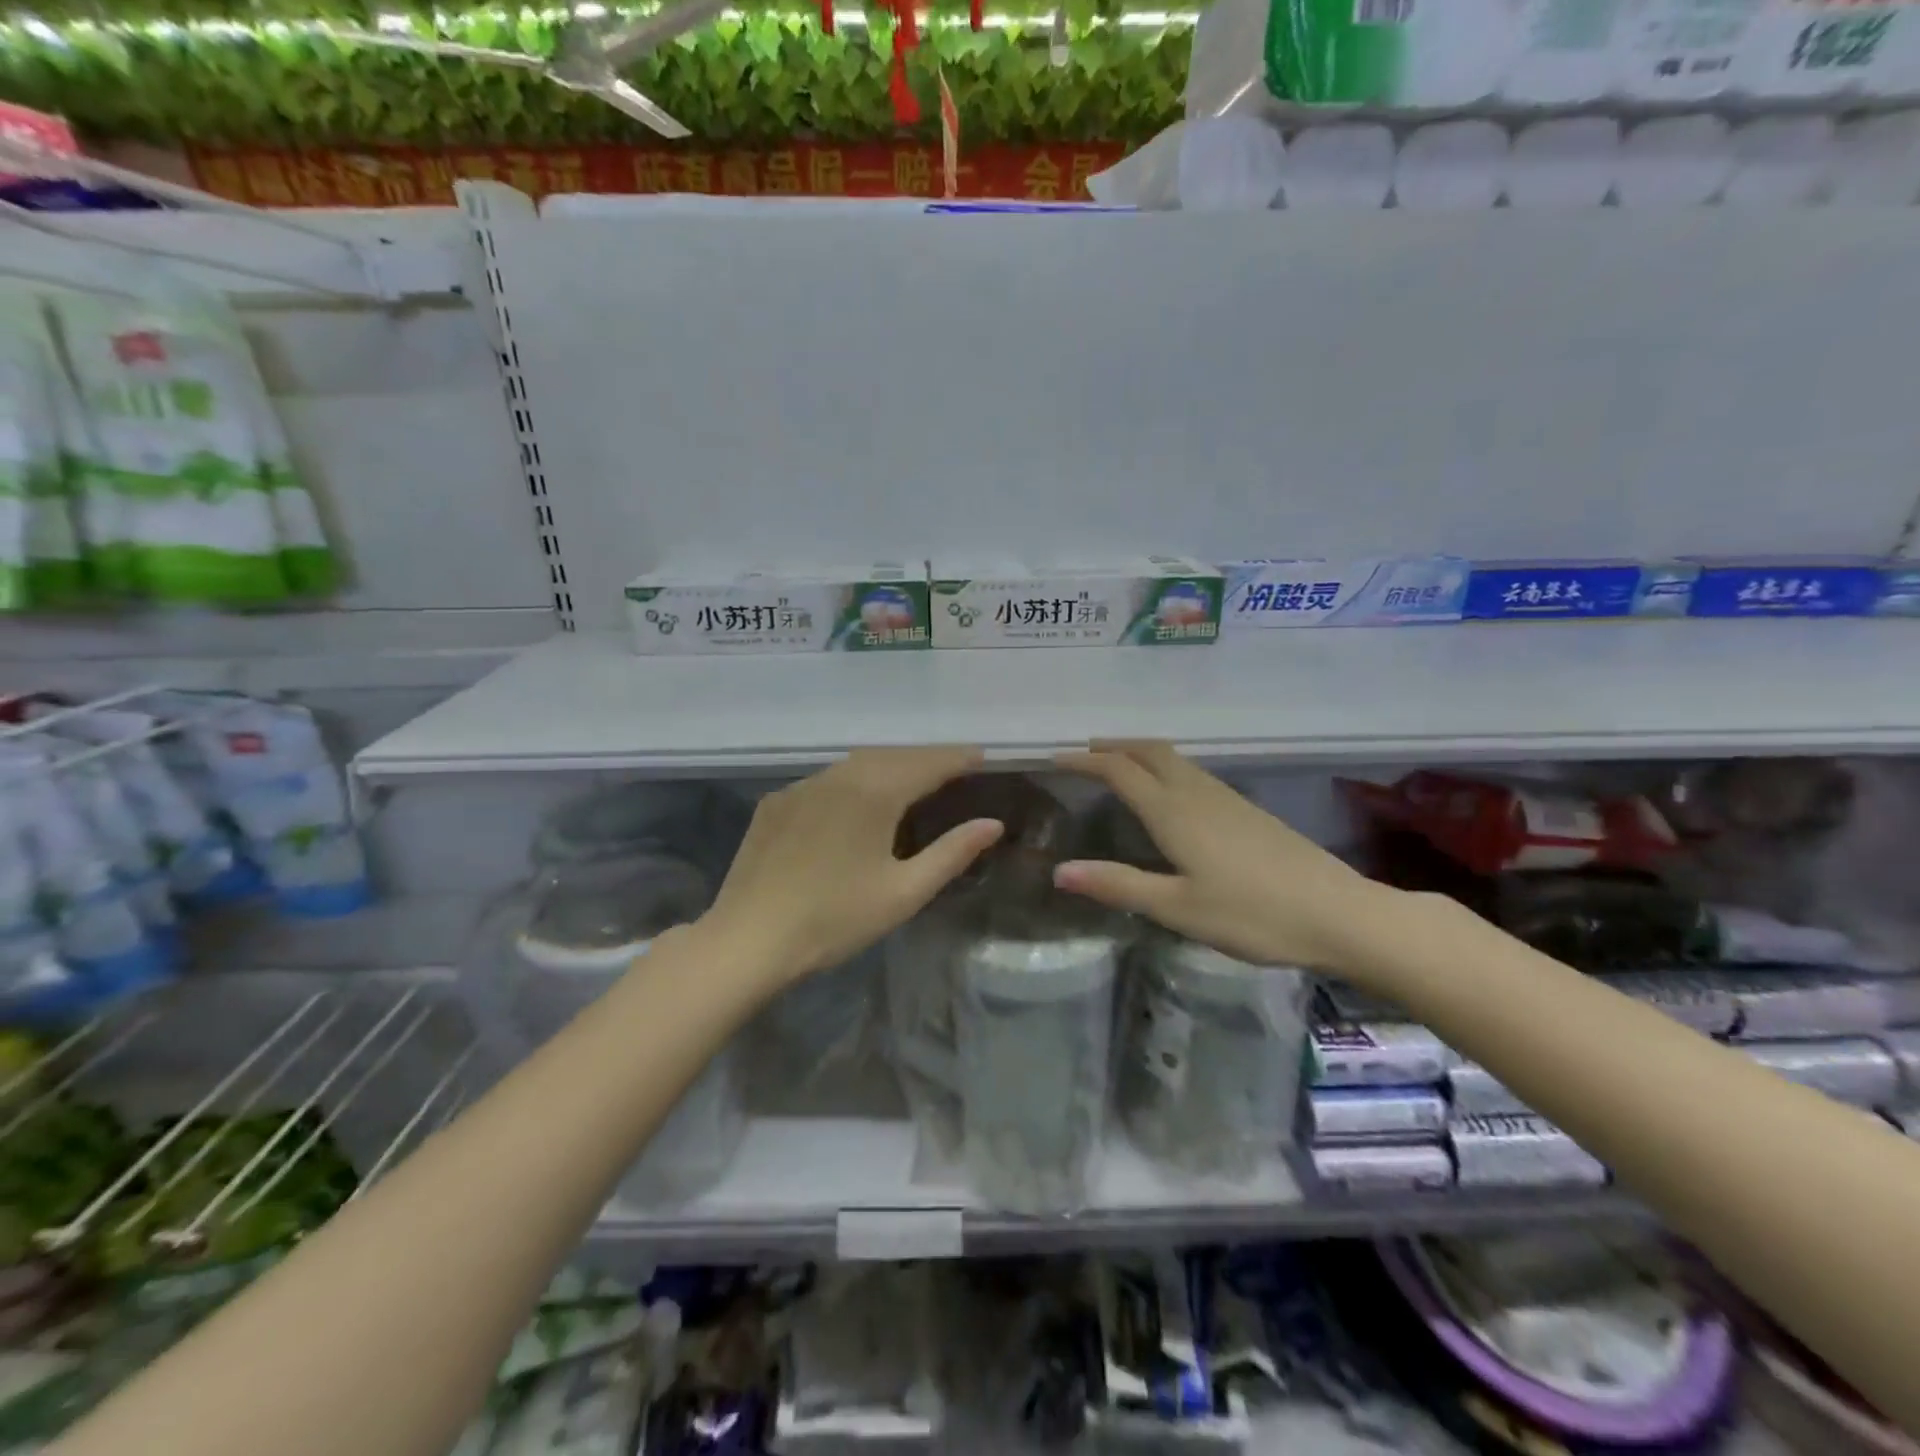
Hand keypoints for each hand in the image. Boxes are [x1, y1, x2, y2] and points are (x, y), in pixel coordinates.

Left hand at [699, 747, 1004, 985]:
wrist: (748, 939)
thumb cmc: (835, 919)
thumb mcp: (904, 892)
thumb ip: (952, 853)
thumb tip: (992, 824)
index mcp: (873, 793)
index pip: (926, 764)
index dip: (957, 758)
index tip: (981, 755)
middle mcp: (837, 776)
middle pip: (892, 756)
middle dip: (926, 758)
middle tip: (954, 767)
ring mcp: (801, 786)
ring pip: (856, 763)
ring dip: (890, 764)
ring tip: (912, 778)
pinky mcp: (775, 803)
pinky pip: (825, 779)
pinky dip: (854, 779)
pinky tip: (856, 799)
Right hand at [1053, 741, 1392, 972]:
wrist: (1341, 914)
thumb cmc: (1253, 915)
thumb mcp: (1178, 908)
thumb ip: (1118, 885)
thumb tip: (1059, 871)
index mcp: (1174, 812)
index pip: (1119, 771)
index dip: (1085, 762)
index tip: (1055, 759)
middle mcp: (1197, 793)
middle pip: (1149, 752)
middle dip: (1114, 746)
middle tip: (1084, 753)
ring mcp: (1227, 799)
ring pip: (1175, 759)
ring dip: (1140, 753)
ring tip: (1118, 765)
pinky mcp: (1248, 810)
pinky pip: (1194, 773)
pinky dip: (1165, 768)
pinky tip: (1170, 794)